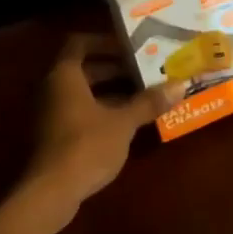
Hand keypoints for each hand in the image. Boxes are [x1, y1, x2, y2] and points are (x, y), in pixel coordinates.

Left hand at [23, 34, 184, 223]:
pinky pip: (81, 112)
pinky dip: (103, 110)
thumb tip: (180, 85)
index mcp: (65, 76)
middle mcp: (53, 89)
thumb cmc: (86, 146)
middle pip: (85, 69)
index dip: (105, 42)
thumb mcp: (123, 122)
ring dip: (112, 91)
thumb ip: (149, 102)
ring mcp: (52, 114)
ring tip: (145, 94)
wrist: (52, 191)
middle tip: (146, 70)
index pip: (80, 44)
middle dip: (116, 68)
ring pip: (84, 92)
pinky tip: (129, 121)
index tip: (132, 47)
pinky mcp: (56, 135)